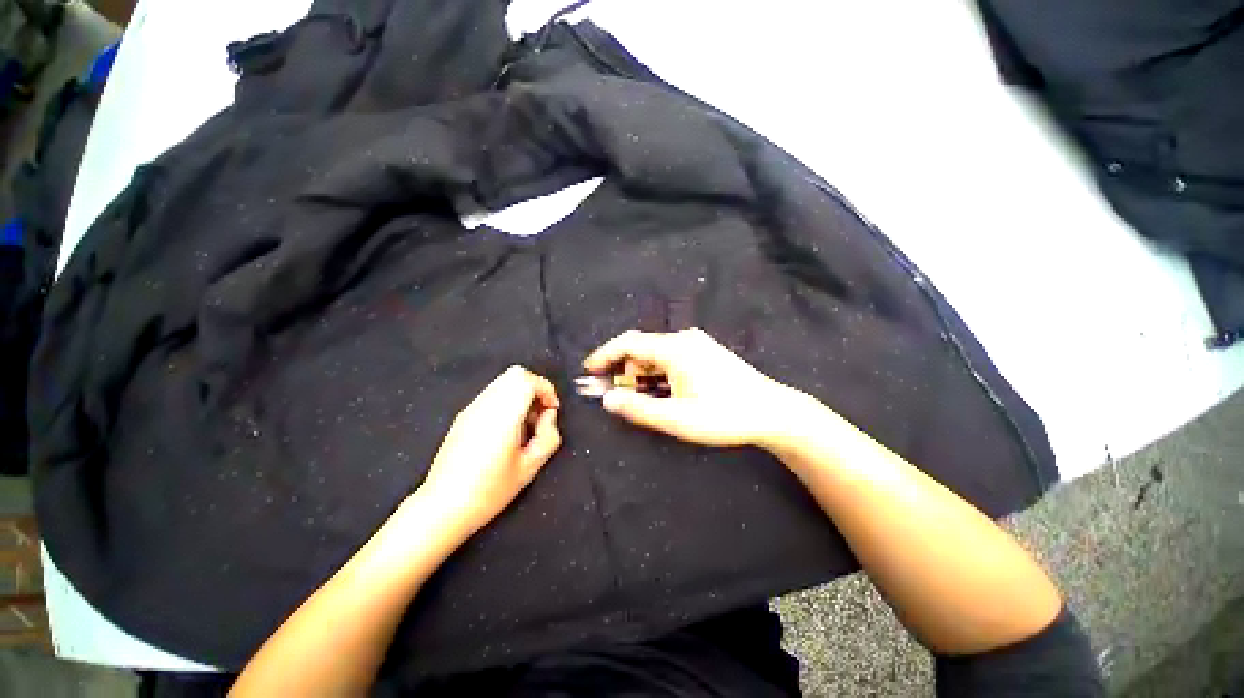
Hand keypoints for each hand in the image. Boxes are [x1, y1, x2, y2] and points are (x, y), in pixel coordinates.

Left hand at [418, 366, 561, 535]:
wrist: (443, 507)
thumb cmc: (489, 491)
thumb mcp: (530, 468)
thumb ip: (548, 436)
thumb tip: (548, 415)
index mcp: (502, 417)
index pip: (527, 380)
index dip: (546, 389)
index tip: (552, 409)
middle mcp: (485, 406)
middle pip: (515, 374)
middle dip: (535, 387)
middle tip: (540, 412)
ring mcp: (471, 409)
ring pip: (503, 381)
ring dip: (521, 393)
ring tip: (525, 422)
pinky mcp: (463, 416)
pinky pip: (492, 393)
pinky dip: (508, 399)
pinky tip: (508, 427)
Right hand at [583, 328, 807, 447]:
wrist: (773, 412)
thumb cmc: (725, 416)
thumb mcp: (677, 419)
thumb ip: (638, 409)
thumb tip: (607, 400)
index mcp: (675, 349)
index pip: (628, 344)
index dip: (604, 355)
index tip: (588, 370)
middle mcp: (683, 340)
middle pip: (641, 350)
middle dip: (622, 371)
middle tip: (612, 395)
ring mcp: (696, 345)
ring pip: (656, 356)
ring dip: (641, 375)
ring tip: (638, 400)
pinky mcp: (704, 353)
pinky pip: (670, 359)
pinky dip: (657, 375)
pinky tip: (661, 393)